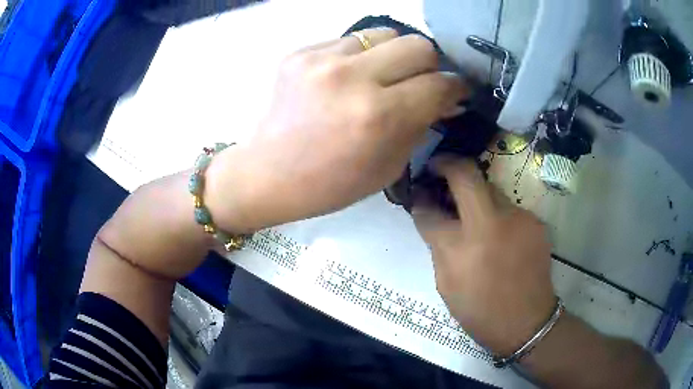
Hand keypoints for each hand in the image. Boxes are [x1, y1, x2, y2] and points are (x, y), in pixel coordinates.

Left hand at [206, 28, 466, 232]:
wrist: (267, 173)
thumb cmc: (330, 184)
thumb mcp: (389, 166)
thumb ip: (422, 125)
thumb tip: (446, 98)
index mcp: (379, 116)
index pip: (439, 84)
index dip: (456, 87)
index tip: (456, 91)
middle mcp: (353, 78)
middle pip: (418, 45)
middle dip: (430, 65)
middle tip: (421, 82)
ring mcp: (322, 60)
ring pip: (385, 34)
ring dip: (395, 54)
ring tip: (384, 75)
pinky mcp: (300, 53)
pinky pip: (350, 40)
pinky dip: (361, 56)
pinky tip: (349, 76)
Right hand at [412, 158, 555, 355]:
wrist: (527, 321)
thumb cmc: (479, 310)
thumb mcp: (446, 284)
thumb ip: (437, 245)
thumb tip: (429, 214)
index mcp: (461, 248)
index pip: (430, 210)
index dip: (420, 198)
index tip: (419, 192)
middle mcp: (491, 223)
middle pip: (466, 174)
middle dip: (447, 164)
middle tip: (438, 168)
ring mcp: (518, 218)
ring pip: (490, 189)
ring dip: (475, 194)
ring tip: (471, 212)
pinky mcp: (535, 221)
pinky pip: (509, 207)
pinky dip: (497, 213)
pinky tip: (498, 233)